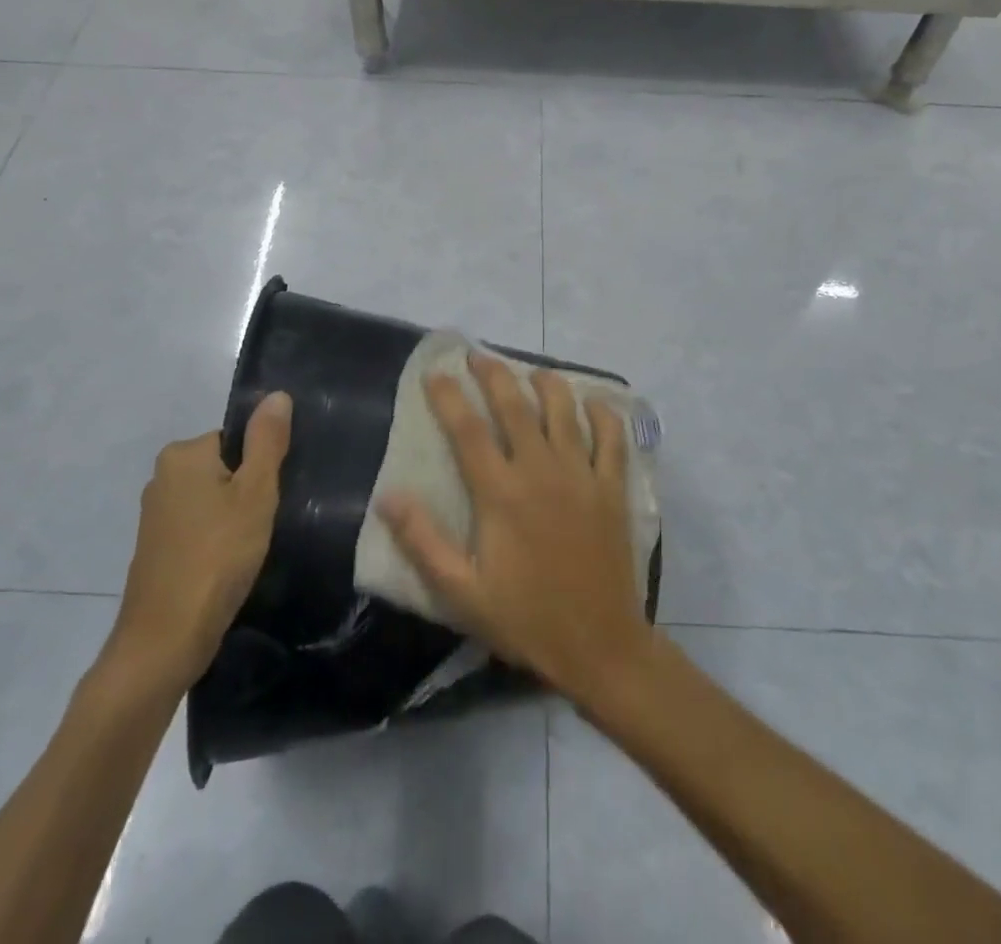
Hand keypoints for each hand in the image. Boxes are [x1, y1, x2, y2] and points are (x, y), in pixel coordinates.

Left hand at [102, 393, 291, 691]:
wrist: (165, 640)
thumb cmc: (217, 557)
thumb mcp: (255, 494)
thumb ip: (267, 441)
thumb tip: (277, 395)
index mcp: (182, 454)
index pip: (237, 440)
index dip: (260, 467)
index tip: (270, 499)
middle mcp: (162, 476)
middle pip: (224, 468)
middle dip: (247, 493)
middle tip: (263, 524)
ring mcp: (155, 515)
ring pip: (212, 500)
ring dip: (233, 519)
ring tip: (249, 548)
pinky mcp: (156, 548)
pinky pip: (198, 527)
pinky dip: (216, 540)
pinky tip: (229, 565)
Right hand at [377, 354, 652, 705]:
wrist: (600, 647)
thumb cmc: (525, 619)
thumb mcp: (461, 592)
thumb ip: (423, 541)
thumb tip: (388, 496)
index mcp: (501, 493)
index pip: (467, 429)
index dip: (447, 395)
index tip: (434, 372)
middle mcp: (541, 470)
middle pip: (515, 405)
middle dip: (493, 374)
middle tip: (477, 355)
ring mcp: (582, 475)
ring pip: (564, 410)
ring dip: (546, 383)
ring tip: (531, 372)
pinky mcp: (612, 488)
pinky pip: (612, 437)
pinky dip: (603, 413)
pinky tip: (593, 402)